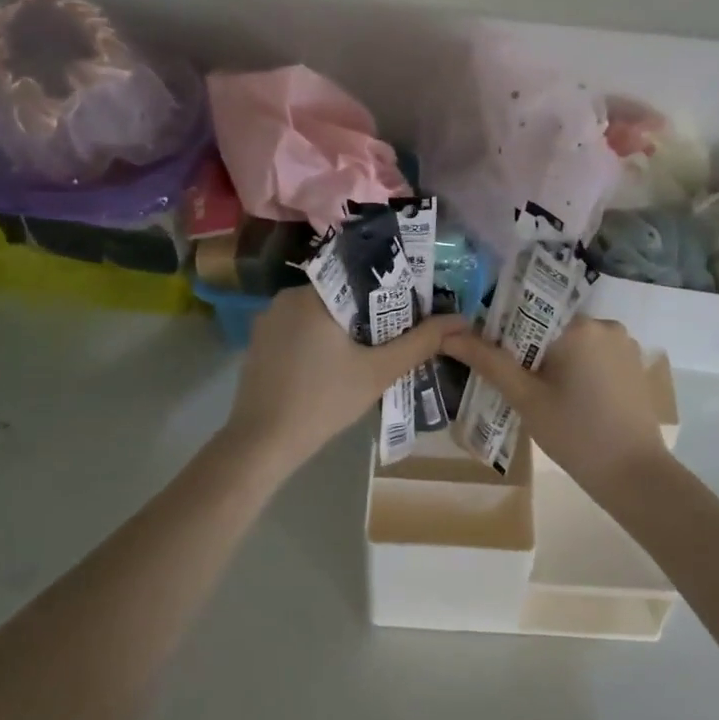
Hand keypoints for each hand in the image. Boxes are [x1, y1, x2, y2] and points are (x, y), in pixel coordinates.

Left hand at [222, 288, 466, 474]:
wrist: (262, 443)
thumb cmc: (324, 402)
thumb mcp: (378, 372)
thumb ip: (420, 342)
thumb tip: (459, 320)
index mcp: (313, 294)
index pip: (360, 276)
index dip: (390, 291)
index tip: (411, 309)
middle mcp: (286, 297)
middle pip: (340, 295)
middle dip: (370, 313)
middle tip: (397, 334)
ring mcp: (267, 321)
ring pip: (319, 314)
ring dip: (345, 329)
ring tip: (372, 351)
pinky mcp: (259, 344)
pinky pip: (299, 331)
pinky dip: (320, 341)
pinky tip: (335, 366)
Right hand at [441, 317, 669, 496]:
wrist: (635, 475)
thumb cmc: (575, 434)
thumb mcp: (526, 398)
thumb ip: (489, 362)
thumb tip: (449, 336)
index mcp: (578, 326)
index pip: (528, 312)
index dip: (503, 332)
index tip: (490, 356)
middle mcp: (605, 324)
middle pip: (551, 326)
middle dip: (529, 349)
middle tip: (514, 382)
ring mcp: (624, 344)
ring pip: (573, 341)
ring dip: (553, 359)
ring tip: (539, 393)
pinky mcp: (633, 364)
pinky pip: (594, 355)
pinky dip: (577, 368)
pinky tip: (568, 397)